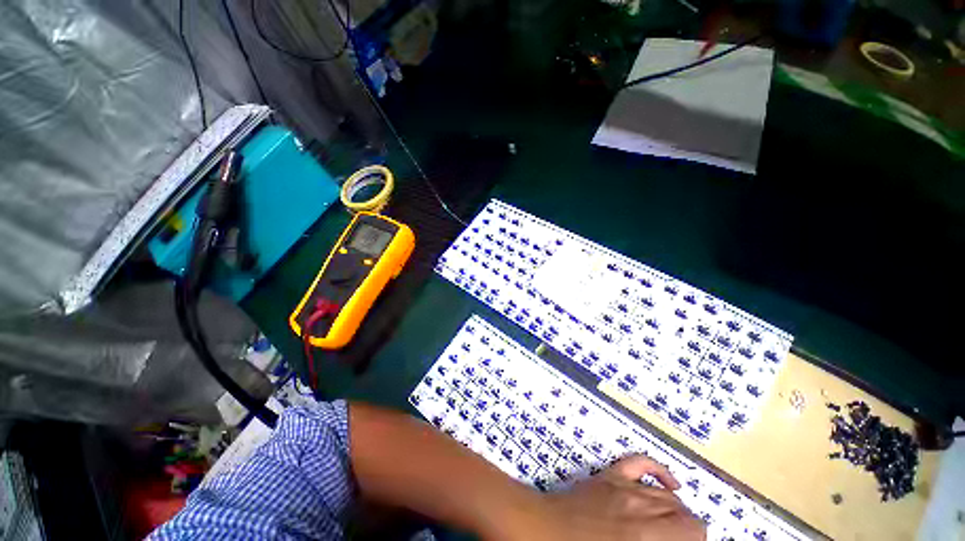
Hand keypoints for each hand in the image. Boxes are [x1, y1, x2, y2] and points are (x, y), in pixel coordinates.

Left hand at [523, 455, 705, 540]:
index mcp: (648, 536)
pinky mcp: (609, 475)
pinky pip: (640, 463)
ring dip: (677, 509)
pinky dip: (659, 470)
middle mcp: (641, 507)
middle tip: (679, 539)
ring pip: (667, 493)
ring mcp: (624, 486)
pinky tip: (671, 482)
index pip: (694, 531)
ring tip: (676, 526)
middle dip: (688, 530)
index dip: (697, 540)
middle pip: (684, 513)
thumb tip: (665, 539)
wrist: (544, 531)